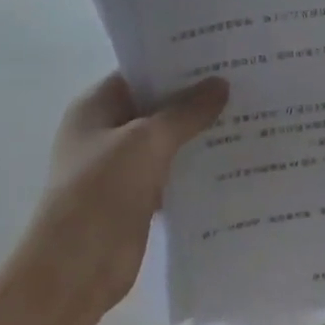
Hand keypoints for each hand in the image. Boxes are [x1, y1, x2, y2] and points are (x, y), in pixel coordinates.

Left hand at [19, 73, 229, 315]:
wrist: (76, 268)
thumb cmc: (100, 192)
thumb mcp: (146, 142)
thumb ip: (185, 112)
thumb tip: (221, 84)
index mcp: (96, 107)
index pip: (140, 72)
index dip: (177, 63)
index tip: (220, 56)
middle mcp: (106, 132)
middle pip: (156, 106)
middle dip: (196, 98)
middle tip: (245, 82)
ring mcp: (121, 167)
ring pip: (168, 141)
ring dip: (199, 134)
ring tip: (248, 116)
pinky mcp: (138, 198)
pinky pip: (173, 173)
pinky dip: (197, 168)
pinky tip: (234, 160)